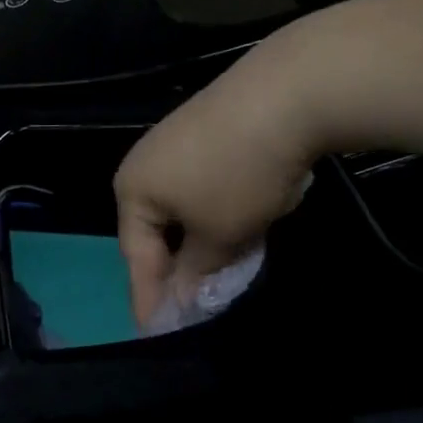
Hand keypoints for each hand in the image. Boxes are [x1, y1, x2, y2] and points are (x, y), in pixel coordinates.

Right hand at [114, 24, 326, 325]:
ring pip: (180, 207)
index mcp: (132, 191)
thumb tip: (183, 296)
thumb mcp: (219, 236)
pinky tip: (238, 221)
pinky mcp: (206, 128)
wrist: (290, 91)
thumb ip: (196, 271)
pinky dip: (214, 210)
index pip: (136, 257)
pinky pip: (200, 185)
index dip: (148, 297)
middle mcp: (144, 164)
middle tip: (189, 303)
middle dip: (173, 267)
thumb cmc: (239, 175)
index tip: (156, 332)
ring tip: (218, 268)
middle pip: (154, 230)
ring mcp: (174, 142)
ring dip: (197, 240)